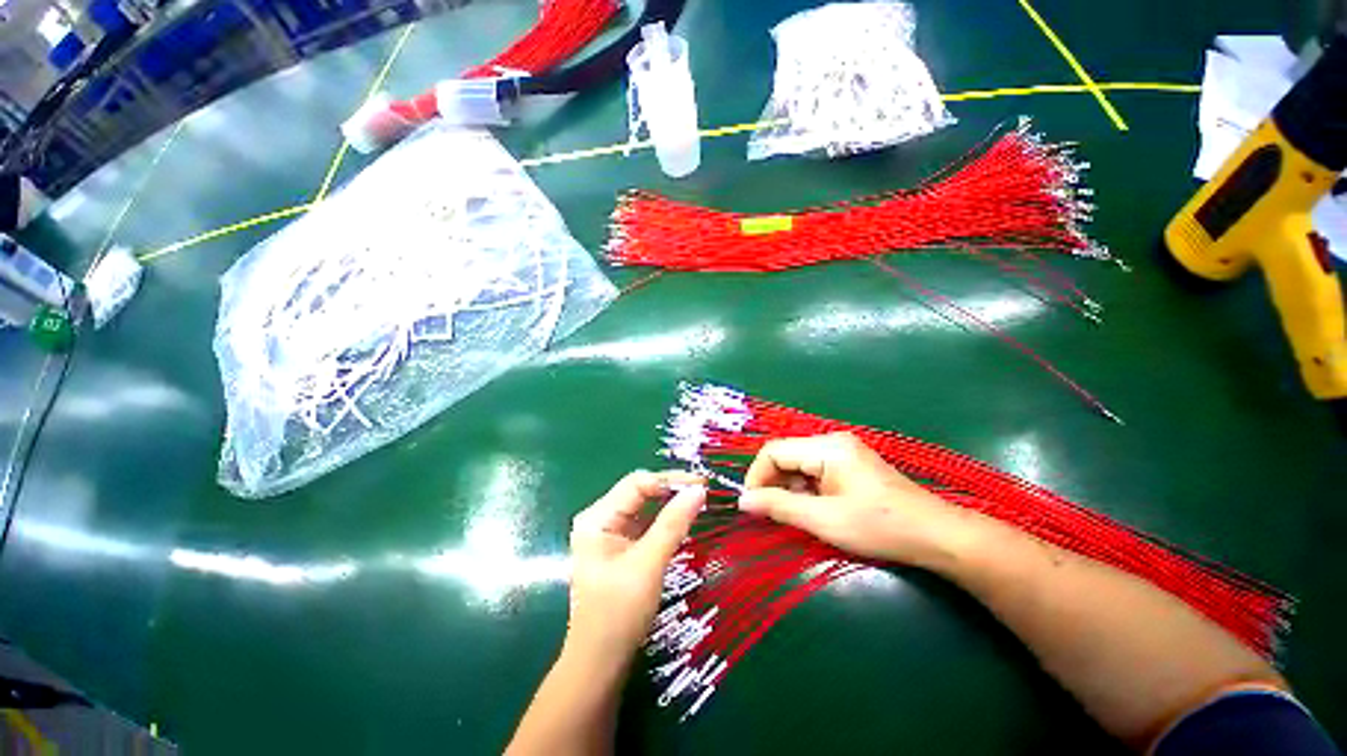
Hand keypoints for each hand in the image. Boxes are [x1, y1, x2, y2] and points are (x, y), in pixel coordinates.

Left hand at [566, 470, 706, 662]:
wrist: (600, 664)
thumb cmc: (619, 614)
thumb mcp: (648, 565)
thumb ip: (673, 524)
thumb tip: (699, 490)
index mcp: (597, 517)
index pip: (637, 483)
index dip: (670, 480)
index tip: (702, 484)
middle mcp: (600, 518)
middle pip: (640, 492)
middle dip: (672, 490)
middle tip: (705, 493)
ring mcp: (609, 533)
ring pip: (645, 507)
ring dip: (671, 505)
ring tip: (699, 503)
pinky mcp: (620, 547)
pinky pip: (645, 524)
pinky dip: (665, 521)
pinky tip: (684, 521)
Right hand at [738, 433, 966, 566]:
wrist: (937, 535)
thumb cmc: (879, 526)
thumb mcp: (824, 520)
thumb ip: (779, 506)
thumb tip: (742, 500)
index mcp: (826, 447)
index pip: (773, 451)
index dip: (756, 476)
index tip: (750, 505)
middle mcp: (831, 441)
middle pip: (785, 456)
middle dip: (772, 484)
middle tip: (769, 515)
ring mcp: (843, 452)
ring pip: (798, 464)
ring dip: (789, 489)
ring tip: (794, 516)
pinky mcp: (850, 464)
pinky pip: (814, 471)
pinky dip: (805, 490)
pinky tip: (813, 510)